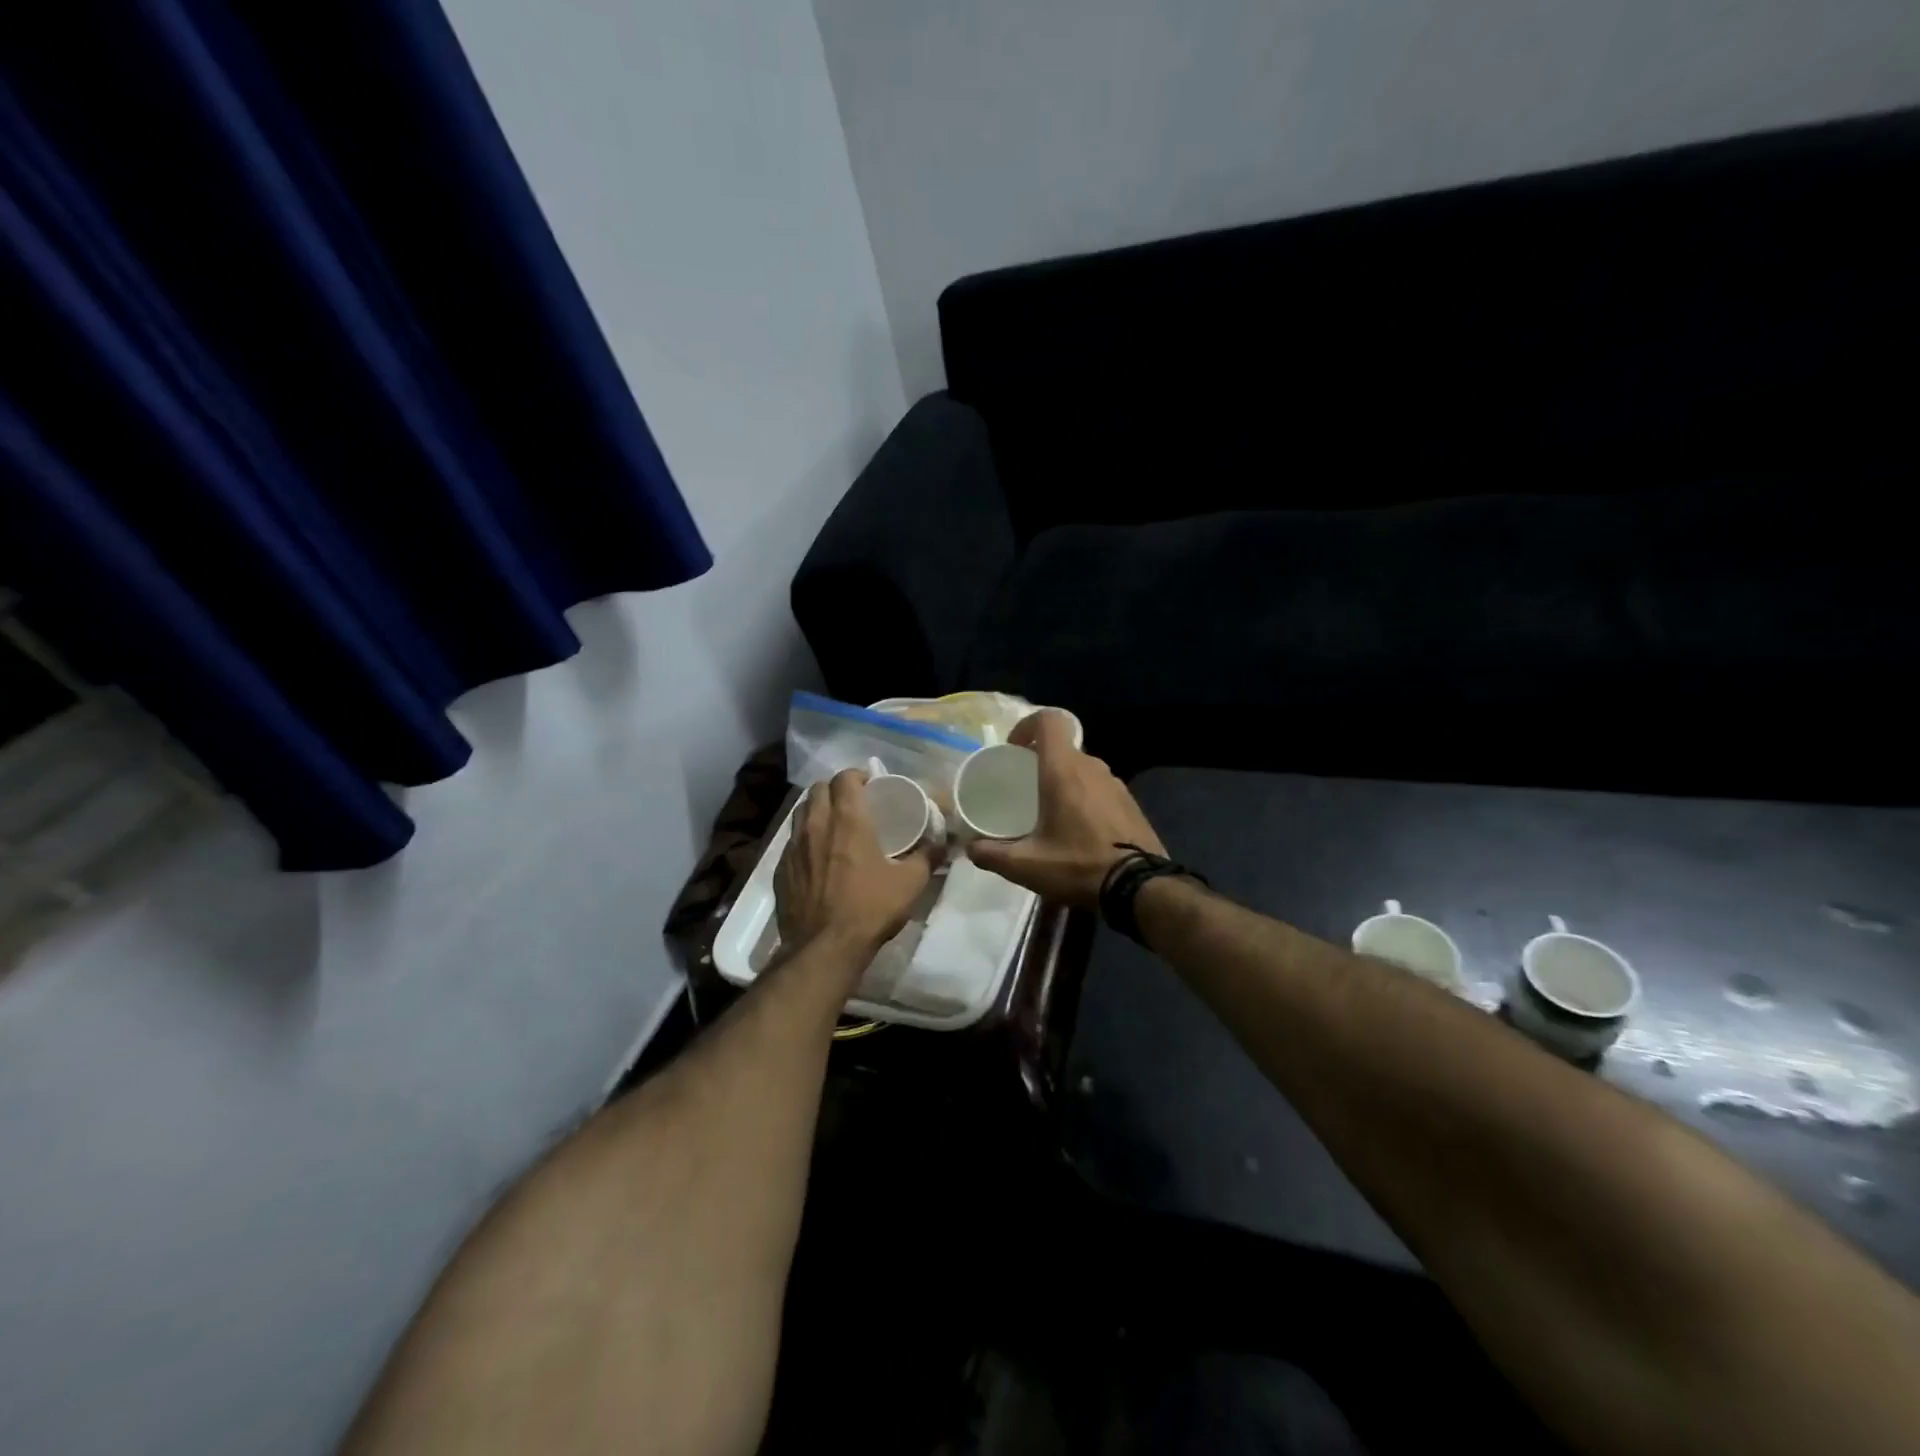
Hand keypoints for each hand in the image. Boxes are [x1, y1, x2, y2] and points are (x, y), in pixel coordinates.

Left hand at [775, 769, 933, 955]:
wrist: (824, 948)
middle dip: (835, 789)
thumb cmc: (869, 909)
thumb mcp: (910, 883)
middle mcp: (816, 825)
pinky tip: (817, 858)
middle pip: (818, 789)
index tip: (871, 785)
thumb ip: (927, 857)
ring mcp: (793, 847)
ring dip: (817, 810)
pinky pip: (791, 841)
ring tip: (833, 826)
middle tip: (853, 803)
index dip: (858, 776)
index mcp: (847, 820)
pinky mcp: (781, 870)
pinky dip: (805, 839)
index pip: (845, 778)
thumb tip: (942, 843)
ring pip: (801, 812)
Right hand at [965, 711, 1164, 907]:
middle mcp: (1091, 767)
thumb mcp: (1026, 865)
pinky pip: (1100, 787)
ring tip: (1050, 811)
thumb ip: (992, 854)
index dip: (1028, 725)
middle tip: (1024, 787)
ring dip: (1064, 780)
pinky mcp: (1130, 802)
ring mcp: (1115, 783)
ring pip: (1082, 769)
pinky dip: (1084, 797)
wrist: (1139, 887)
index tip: (1014, 749)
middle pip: (1063, 748)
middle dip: (1041, 760)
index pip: (1049, 721)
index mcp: (1064, 770)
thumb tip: (970, 848)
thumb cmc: (1078, 866)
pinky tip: (1078, 829)